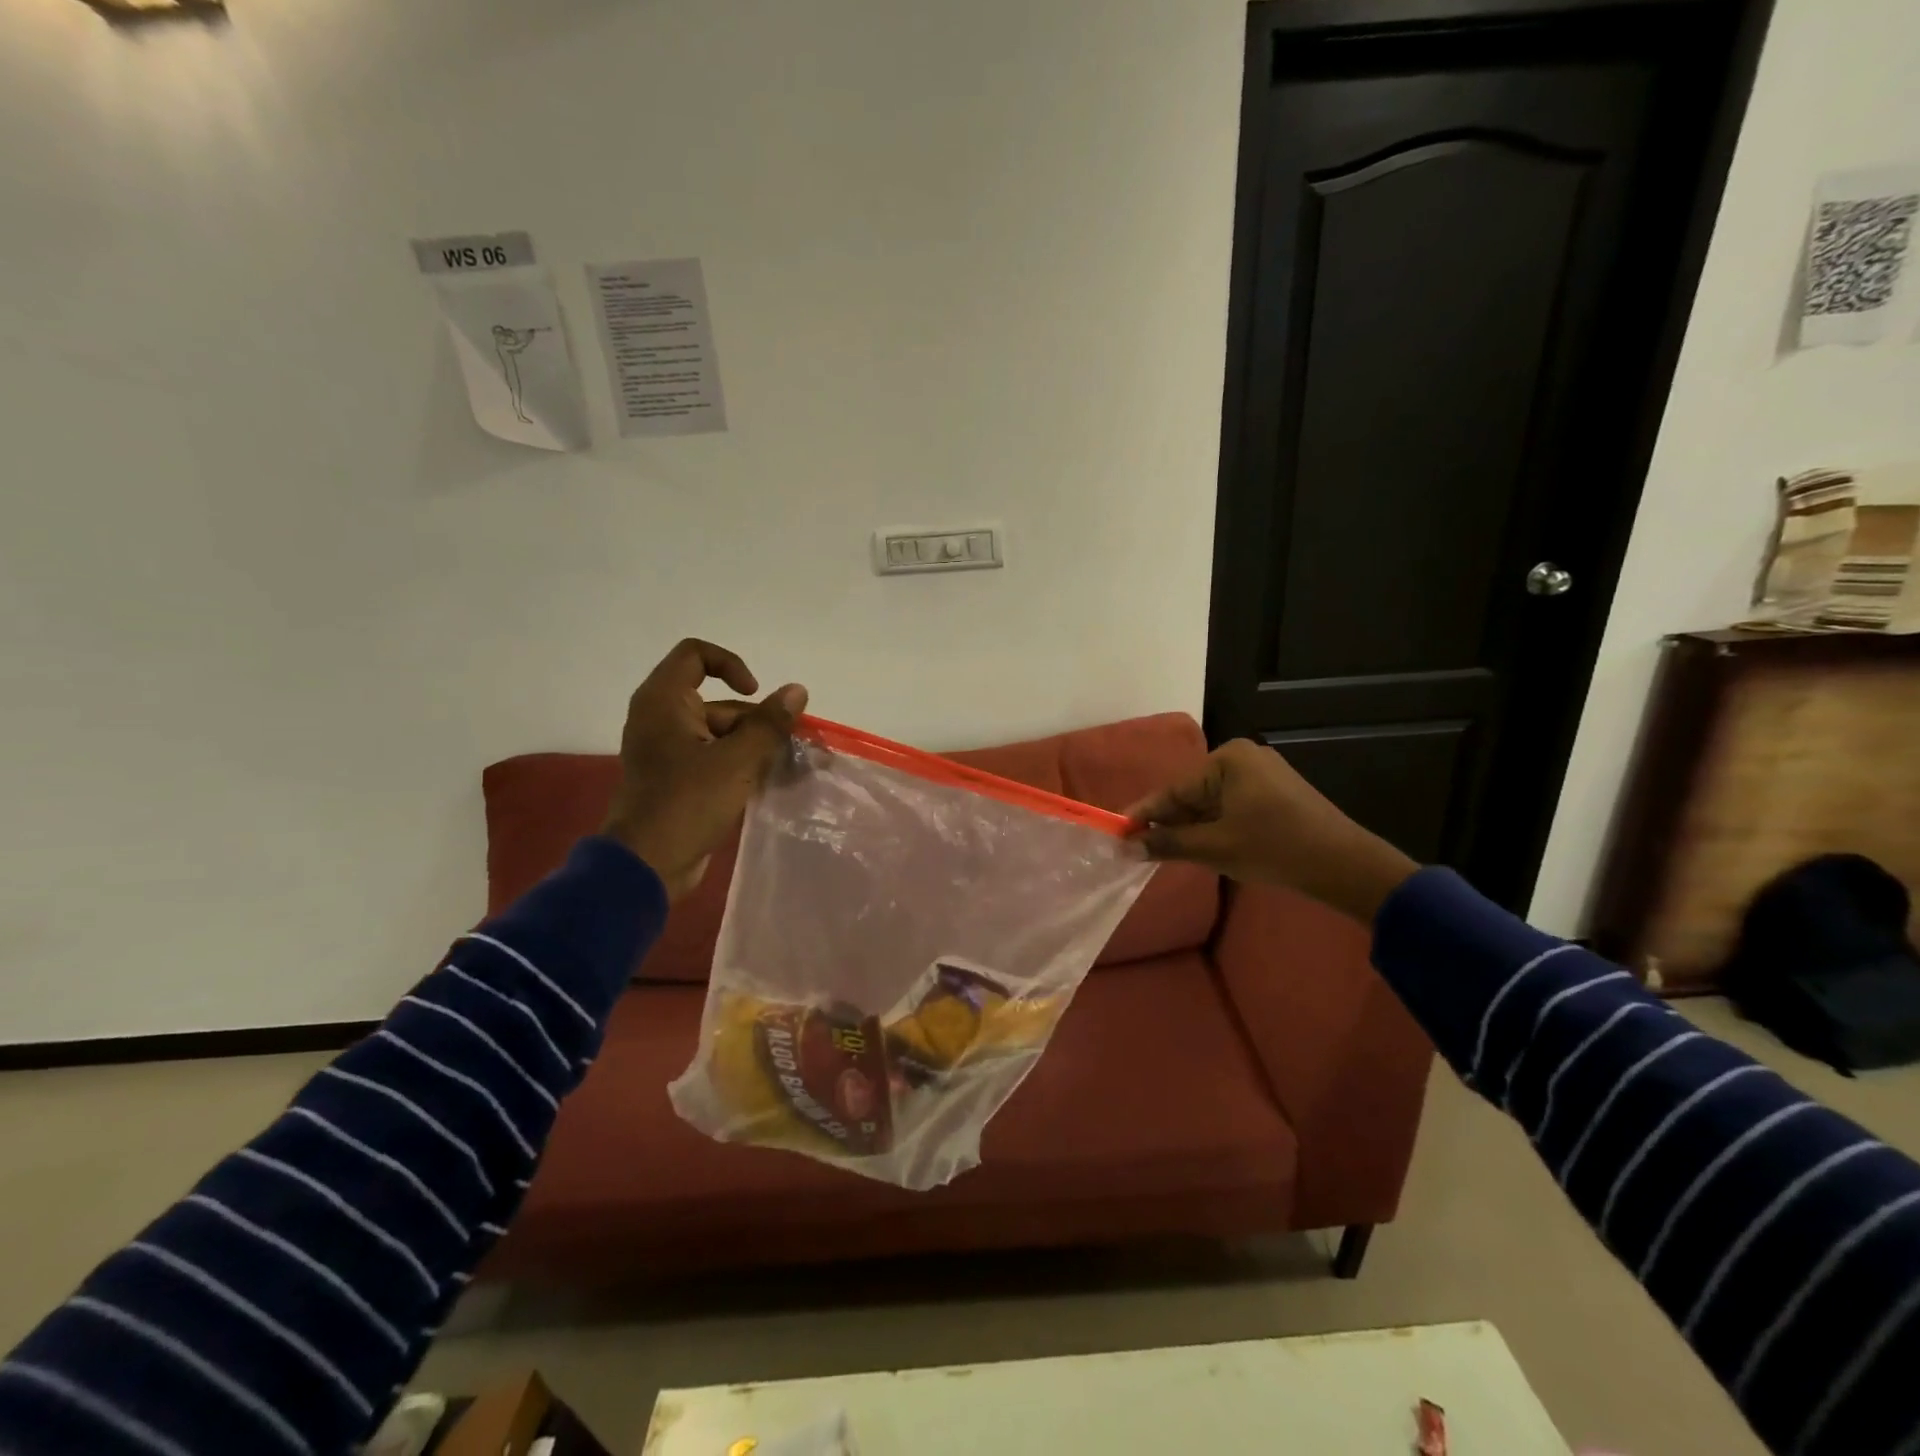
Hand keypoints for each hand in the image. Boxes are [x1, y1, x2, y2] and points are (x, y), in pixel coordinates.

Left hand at [602, 638, 807, 901]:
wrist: (647, 864)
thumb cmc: (688, 802)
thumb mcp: (738, 760)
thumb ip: (770, 723)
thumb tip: (797, 690)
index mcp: (664, 701)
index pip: (696, 654)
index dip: (731, 665)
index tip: (756, 694)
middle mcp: (661, 718)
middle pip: (717, 700)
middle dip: (755, 720)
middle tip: (786, 745)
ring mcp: (666, 750)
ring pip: (718, 732)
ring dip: (752, 746)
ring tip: (783, 768)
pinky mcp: (674, 778)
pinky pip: (712, 757)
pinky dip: (737, 764)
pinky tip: (764, 783)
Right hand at [1125, 739, 1418, 924]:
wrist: (1344, 866)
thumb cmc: (1274, 849)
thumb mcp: (1214, 847)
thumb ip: (1167, 843)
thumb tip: (1125, 847)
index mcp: (1228, 759)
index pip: (1174, 789)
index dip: (1144, 814)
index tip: (1116, 831)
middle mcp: (1243, 758)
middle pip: (1191, 794)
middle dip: (1168, 823)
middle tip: (1138, 849)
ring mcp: (1261, 774)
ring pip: (1210, 803)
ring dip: (1190, 828)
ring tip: (1164, 852)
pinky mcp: (1274, 793)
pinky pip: (1230, 807)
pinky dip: (1213, 827)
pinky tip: (1200, 847)